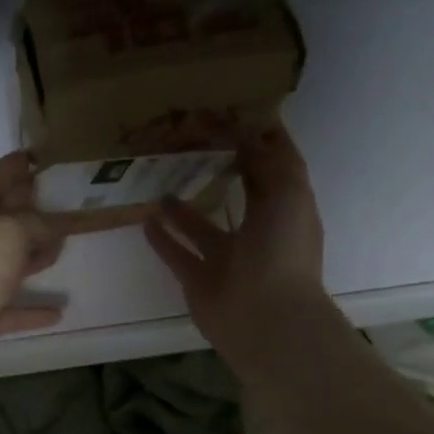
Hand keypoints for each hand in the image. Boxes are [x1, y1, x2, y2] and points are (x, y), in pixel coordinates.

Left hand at [0, 152, 67, 385]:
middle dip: (30, 208)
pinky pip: (13, 307)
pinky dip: (33, 308)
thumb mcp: (10, 231)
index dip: (10, 166)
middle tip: (64, 201)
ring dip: (35, 254)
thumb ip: (37, 222)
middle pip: (3, 219)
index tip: (35, 157)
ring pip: (10, 260)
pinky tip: (58, 312)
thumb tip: (56, 223)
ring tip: (64, 246)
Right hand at [143, 125, 328, 375]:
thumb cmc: (282, 252)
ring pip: (201, 226)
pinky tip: (145, 218)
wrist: (266, 318)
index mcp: (285, 211)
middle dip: (219, 169)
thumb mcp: (288, 194)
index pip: (274, 168)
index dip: (258, 141)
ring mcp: (226, 259)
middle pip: (237, 195)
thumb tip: (247, 133)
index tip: (233, 114)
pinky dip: (162, 239)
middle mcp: (257, 233)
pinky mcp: (198, 280)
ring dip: (183, 207)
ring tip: (160, 179)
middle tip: (189, 140)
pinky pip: (177, 254)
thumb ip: (268, 163)